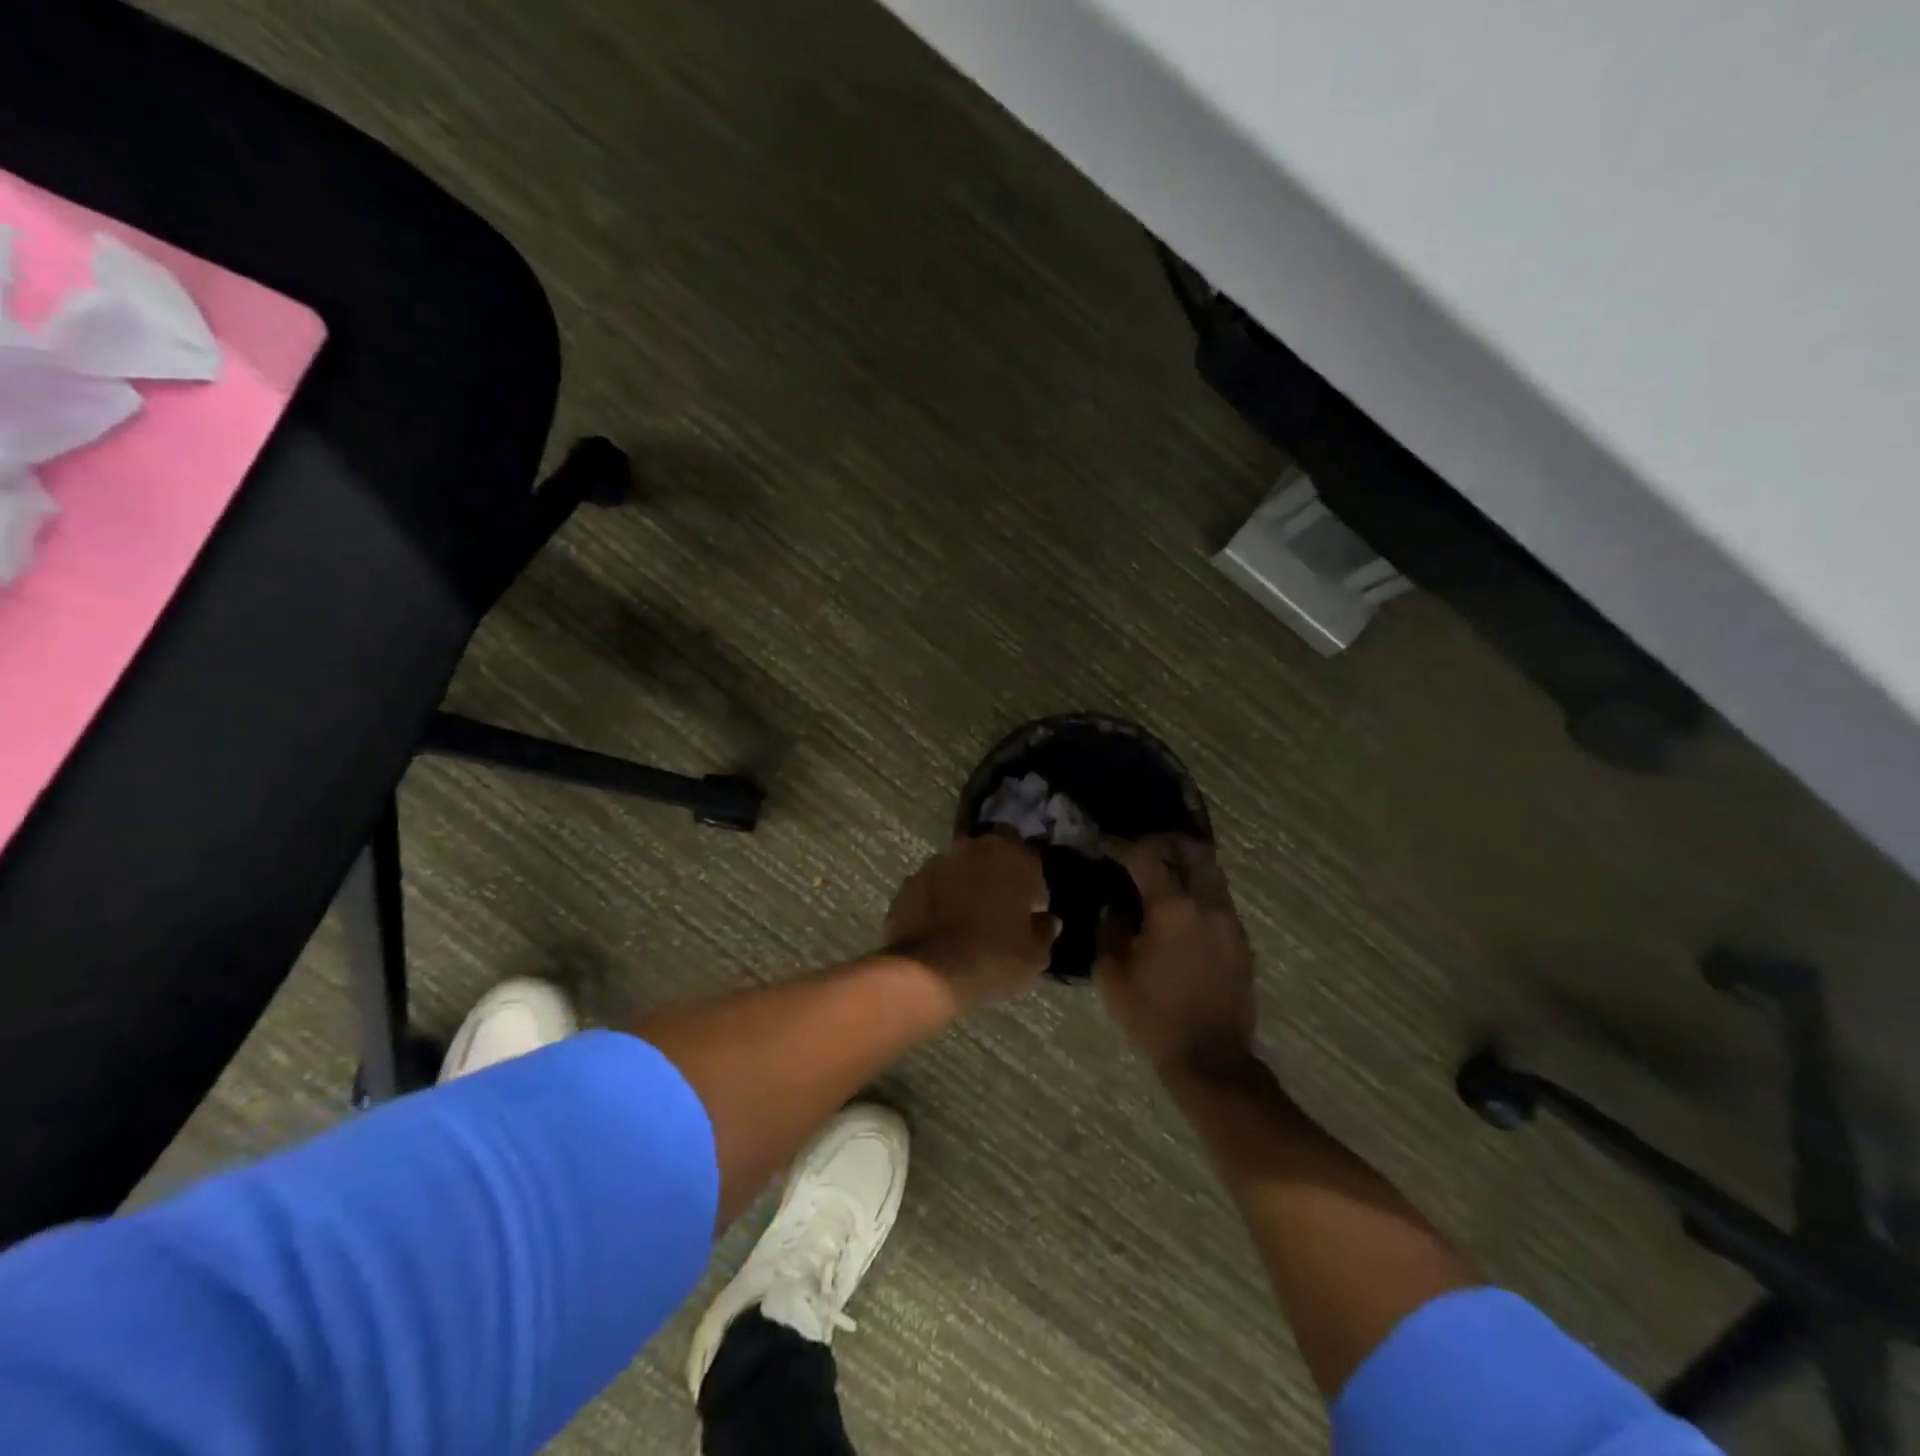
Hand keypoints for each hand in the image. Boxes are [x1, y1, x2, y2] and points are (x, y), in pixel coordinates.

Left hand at [884, 834, 1058, 1010]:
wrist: (929, 972)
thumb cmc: (994, 957)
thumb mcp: (1035, 954)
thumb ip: (1044, 930)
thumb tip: (1046, 920)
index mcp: (1011, 856)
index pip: (1030, 859)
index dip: (1033, 886)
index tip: (1030, 912)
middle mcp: (973, 848)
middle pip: (992, 856)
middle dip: (998, 876)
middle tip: (1000, 911)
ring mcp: (937, 863)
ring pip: (960, 869)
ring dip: (967, 886)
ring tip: (968, 921)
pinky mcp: (910, 883)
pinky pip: (934, 887)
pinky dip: (940, 900)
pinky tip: (943, 928)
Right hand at [1097, 836, 1256, 1077]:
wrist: (1211, 1059)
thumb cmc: (1153, 1017)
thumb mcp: (1112, 975)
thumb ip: (1110, 930)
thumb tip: (1116, 907)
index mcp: (1172, 908)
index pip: (1145, 856)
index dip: (1122, 845)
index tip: (1106, 845)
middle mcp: (1207, 904)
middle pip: (1191, 849)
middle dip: (1163, 840)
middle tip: (1140, 847)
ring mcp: (1230, 921)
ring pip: (1211, 870)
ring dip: (1185, 862)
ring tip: (1161, 873)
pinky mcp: (1241, 940)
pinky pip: (1219, 898)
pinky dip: (1198, 889)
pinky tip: (1179, 909)